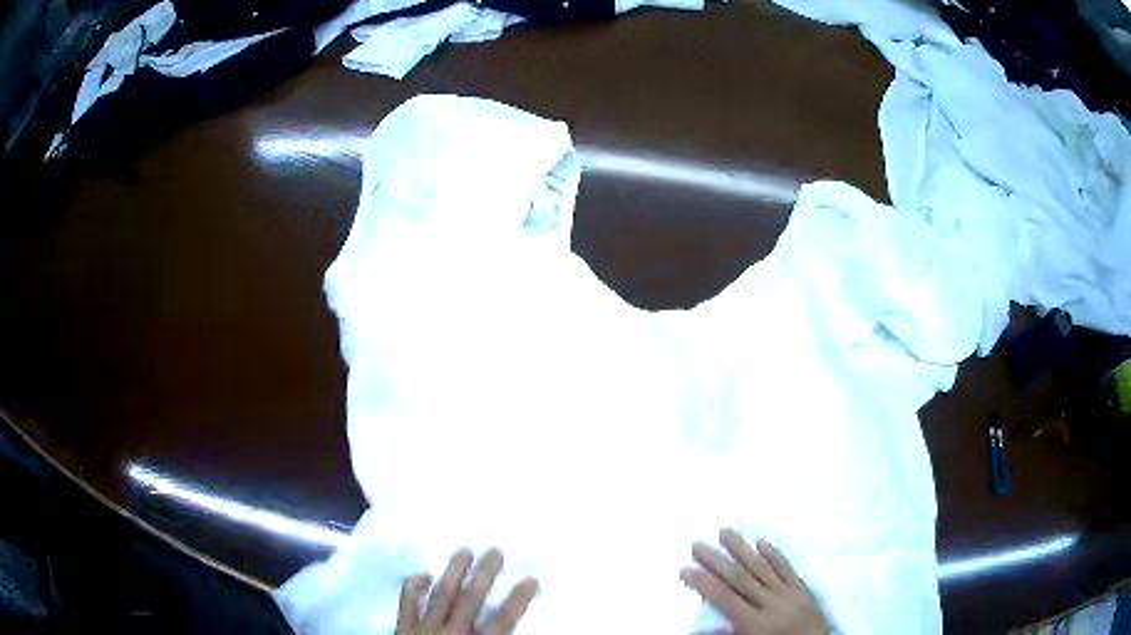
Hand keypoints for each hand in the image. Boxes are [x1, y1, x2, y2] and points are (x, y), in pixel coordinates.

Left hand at [396, 548, 538, 634]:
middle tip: (495, 551)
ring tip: (463, 550)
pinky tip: (422, 575)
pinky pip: (406, 603)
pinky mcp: (403, 628)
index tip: (531, 579)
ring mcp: (423, 629)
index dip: (518, 600)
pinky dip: (413, 587)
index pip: (502, 622)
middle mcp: (451, 634)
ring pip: (441, 596)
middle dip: (484, 576)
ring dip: (453, 573)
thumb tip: (512, 633)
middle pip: (471, 601)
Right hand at [681, 529, 828, 634]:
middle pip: (740, 578)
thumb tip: (698, 629)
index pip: (724, 599)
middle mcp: (770, 603)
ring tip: (725, 531)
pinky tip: (762, 541)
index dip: (703, 583)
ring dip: (742, 549)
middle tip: (697, 543)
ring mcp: (788, 593)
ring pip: (762, 567)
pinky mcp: (803, 589)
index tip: (684, 568)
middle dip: (717, 560)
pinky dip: (774, 554)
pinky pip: (787, 569)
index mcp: (754, 623)